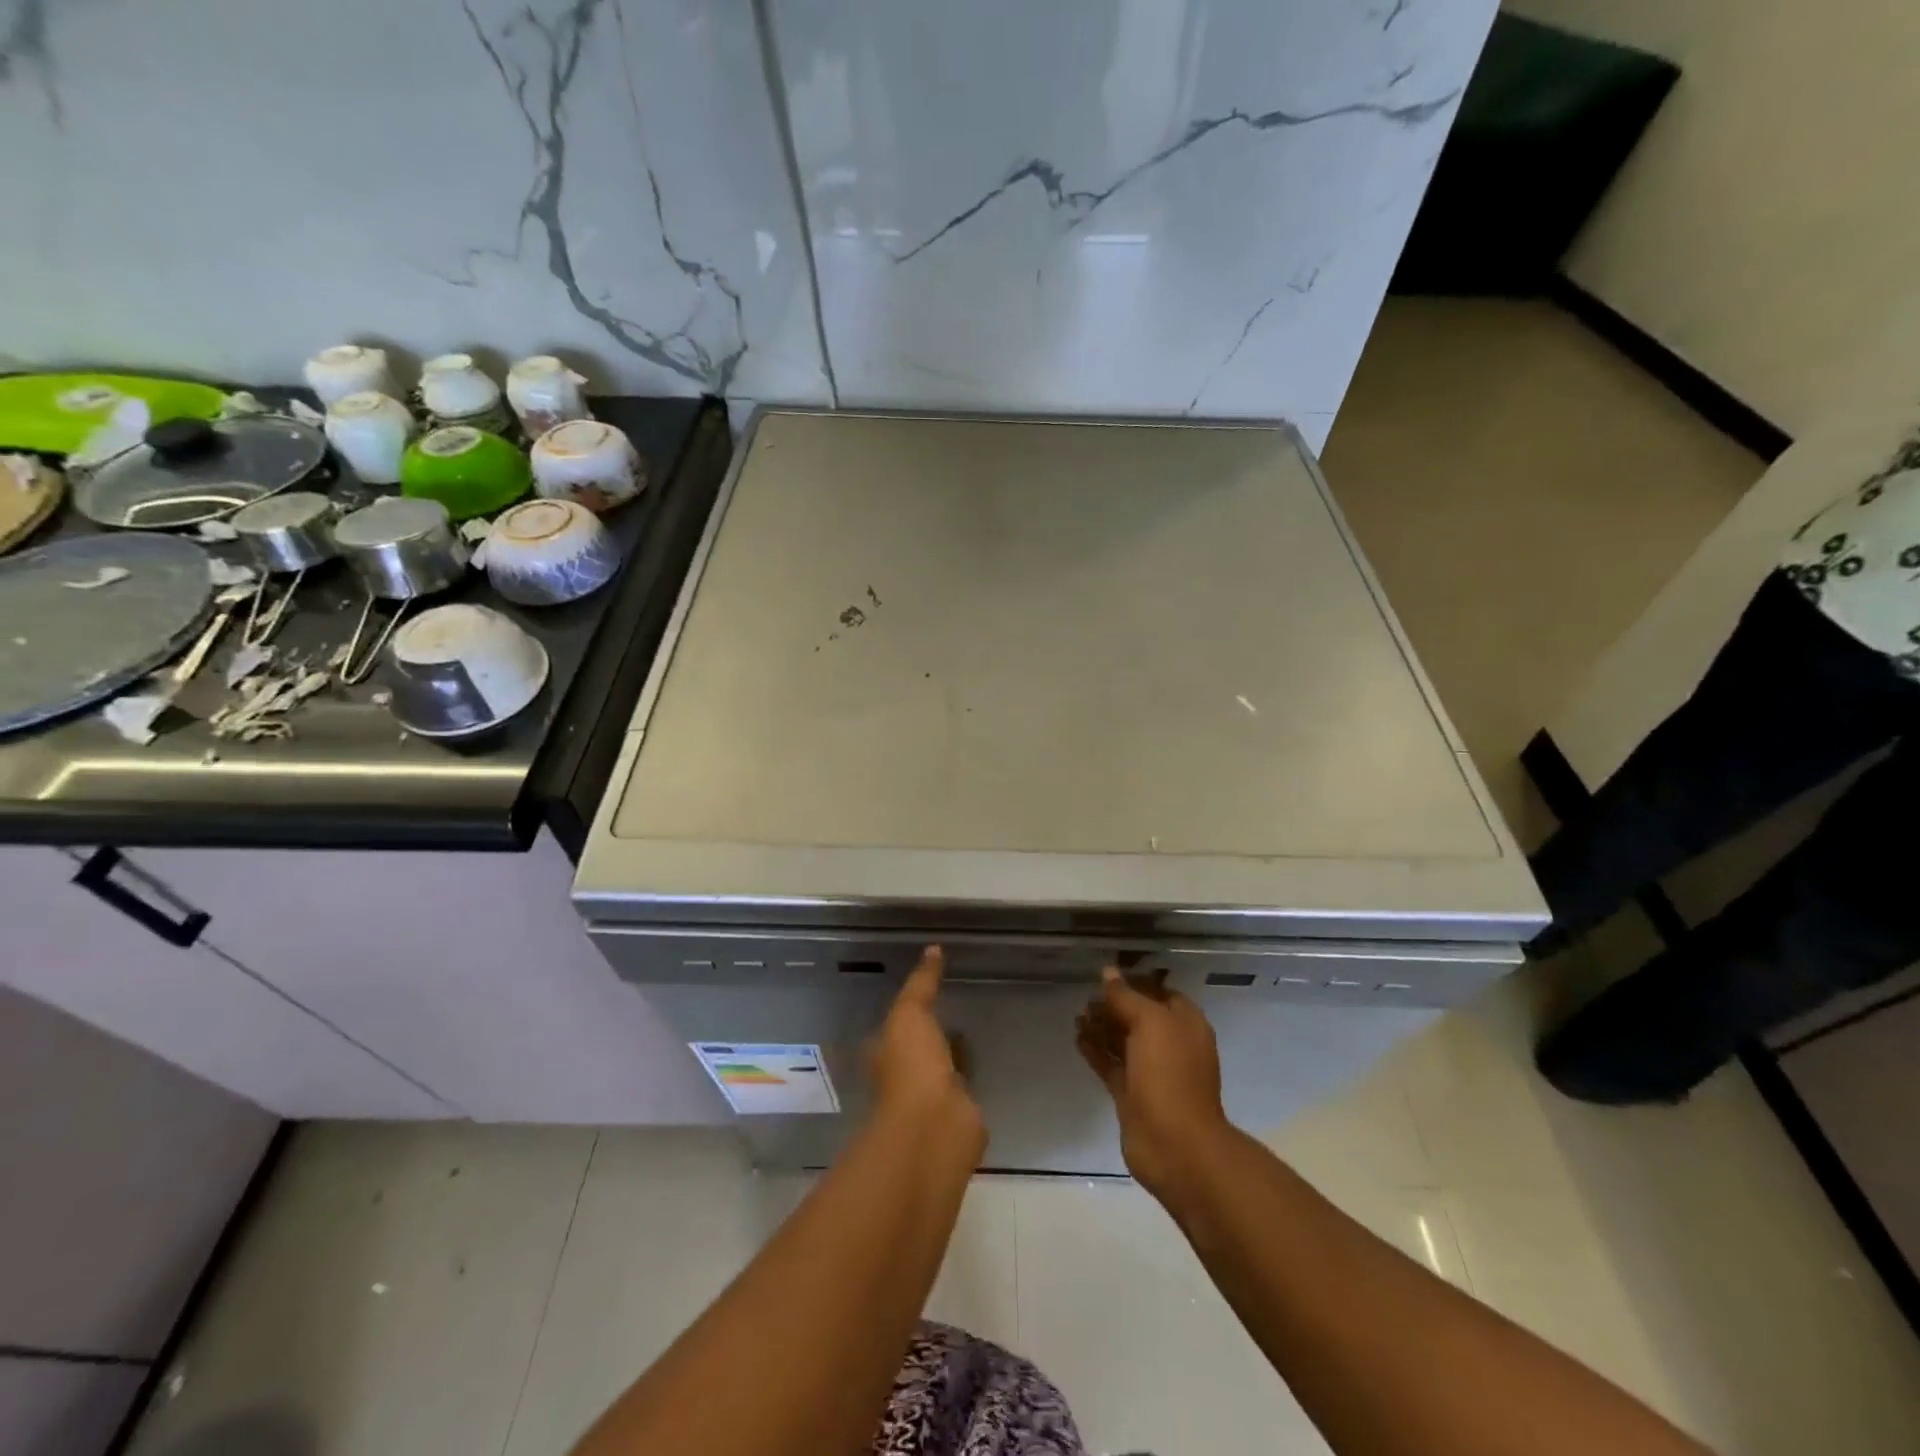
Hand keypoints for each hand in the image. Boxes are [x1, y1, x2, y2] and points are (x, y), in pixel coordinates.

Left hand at [869, 947, 980, 1134]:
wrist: (935, 1126)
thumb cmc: (911, 1065)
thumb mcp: (910, 1012)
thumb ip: (921, 982)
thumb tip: (933, 948)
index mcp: (885, 1052)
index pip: (893, 1027)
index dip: (907, 1011)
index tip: (926, 993)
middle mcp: (903, 1075)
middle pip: (917, 1049)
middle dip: (930, 1035)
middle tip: (953, 1011)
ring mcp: (930, 1097)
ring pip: (941, 1068)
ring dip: (951, 1056)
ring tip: (973, 1032)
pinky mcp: (957, 1114)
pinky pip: (964, 1087)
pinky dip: (971, 1076)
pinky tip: (986, 1062)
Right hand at [1077, 967, 1230, 1196]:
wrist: (1175, 1146)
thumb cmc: (1169, 1075)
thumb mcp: (1150, 1023)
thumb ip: (1126, 997)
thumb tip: (1108, 972)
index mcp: (1185, 1024)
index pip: (1160, 992)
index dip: (1135, 982)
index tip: (1106, 976)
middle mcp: (1171, 1045)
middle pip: (1139, 1016)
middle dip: (1114, 1005)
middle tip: (1086, 997)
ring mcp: (1152, 1072)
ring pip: (1124, 1040)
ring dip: (1101, 1027)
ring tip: (1076, 1015)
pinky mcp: (1133, 1095)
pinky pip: (1112, 1064)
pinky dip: (1096, 1051)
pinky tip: (1077, 1038)